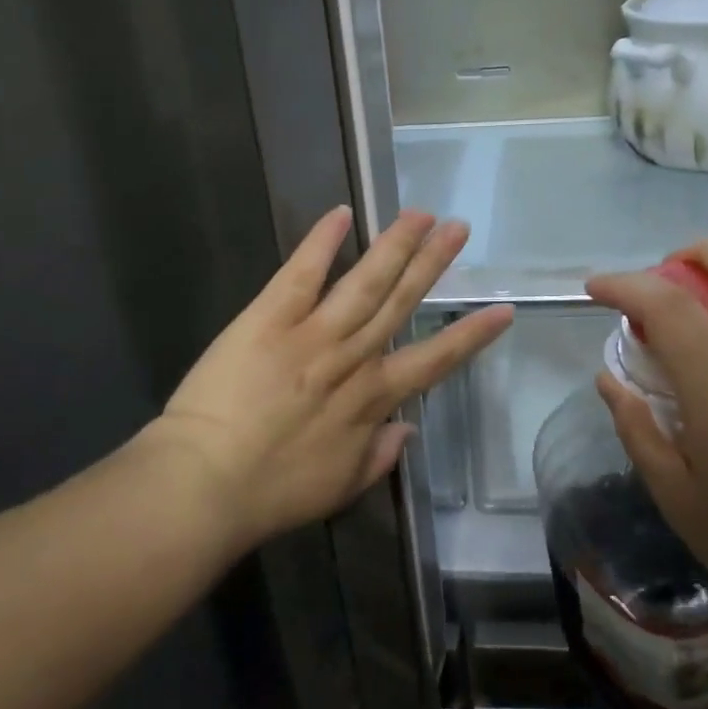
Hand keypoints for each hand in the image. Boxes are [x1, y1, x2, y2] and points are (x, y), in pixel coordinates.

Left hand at [145, 207, 512, 552]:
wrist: (205, 484)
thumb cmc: (272, 494)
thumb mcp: (339, 488)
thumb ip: (379, 456)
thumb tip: (408, 429)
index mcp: (372, 399)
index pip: (435, 360)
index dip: (471, 335)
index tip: (502, 309)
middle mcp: (352, 357)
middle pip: (401, 303)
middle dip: (433, 265)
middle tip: (459, 229)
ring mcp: (312, 333)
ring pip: (364, 281)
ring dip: (395, 245)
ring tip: (421, 214)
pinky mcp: (269, 317)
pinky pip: (302, 273)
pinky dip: (321, 242)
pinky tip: (342, 213)